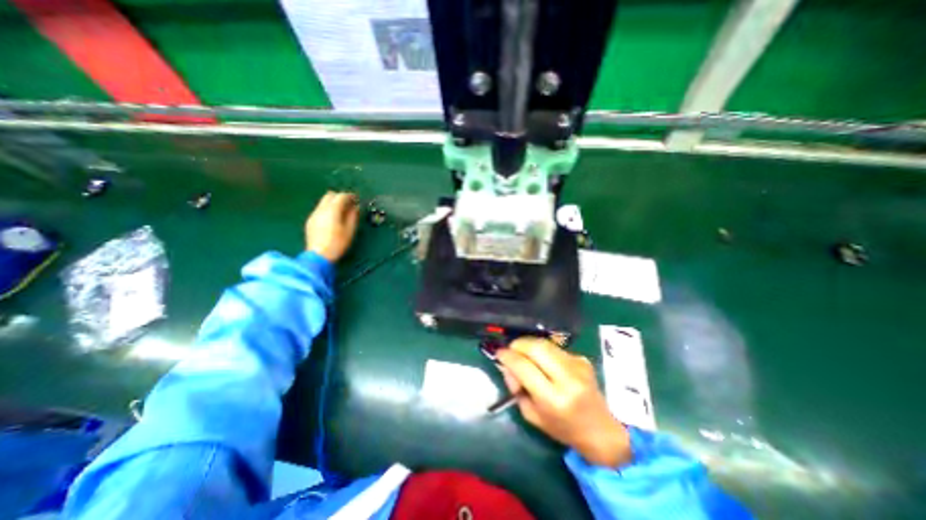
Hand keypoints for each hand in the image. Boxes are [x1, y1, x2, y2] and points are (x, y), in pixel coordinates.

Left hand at [306, 191, 359, 261]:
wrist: (318, 256)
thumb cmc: (338, 243)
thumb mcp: (350, 230)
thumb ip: (353, 216)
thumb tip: (356, 207)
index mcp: (332, 210)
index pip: (341, 196)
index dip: (350, 196)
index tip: (357, 199)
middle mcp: (321, 209)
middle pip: (330, 195)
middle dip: (340, 197)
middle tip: (349, 204)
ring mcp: (314, 215)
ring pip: (323, 202)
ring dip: (333, 203)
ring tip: (342, 212)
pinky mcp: (310, 221)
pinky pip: (320, 210)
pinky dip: (328, 210)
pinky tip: (333, 219)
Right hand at [496, 337, 632, 466]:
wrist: (601, 431)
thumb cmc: (562, 428)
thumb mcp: (532, 415)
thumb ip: (516, 389)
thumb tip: (507, 365)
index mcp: (553, 399)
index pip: (524, 367)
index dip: (508, 356)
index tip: (499, 353)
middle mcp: (567, 379)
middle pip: (537, 347)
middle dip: (518, 344)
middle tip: (510, 349)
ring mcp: (577, 366)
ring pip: (545, 343)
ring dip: (529, 344)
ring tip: (523, 352)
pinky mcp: (582, 359)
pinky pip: (555, 348)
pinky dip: (543, 350)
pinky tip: (542, 360)